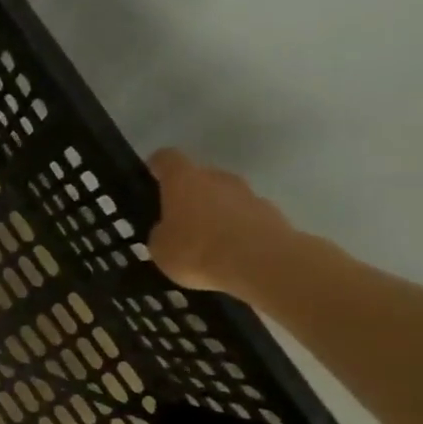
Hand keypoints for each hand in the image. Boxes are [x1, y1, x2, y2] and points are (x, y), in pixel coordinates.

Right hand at [145, 149, 297, 296]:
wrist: (260, 264)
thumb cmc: (198, 251)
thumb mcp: (160, 249)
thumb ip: (160, 233)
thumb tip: (167, 230)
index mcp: (184, 180)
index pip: (167, 159)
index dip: (157, 165)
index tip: (150, 176)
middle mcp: (217, 178)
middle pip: (199, 177)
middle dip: (189, 195)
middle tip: (178, 221)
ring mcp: (248, 194)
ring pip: (225, 197)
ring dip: (215, 213)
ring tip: (206, 243)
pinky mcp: (272, 214)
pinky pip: (246, 217)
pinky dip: (237, 230)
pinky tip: (230, 254)